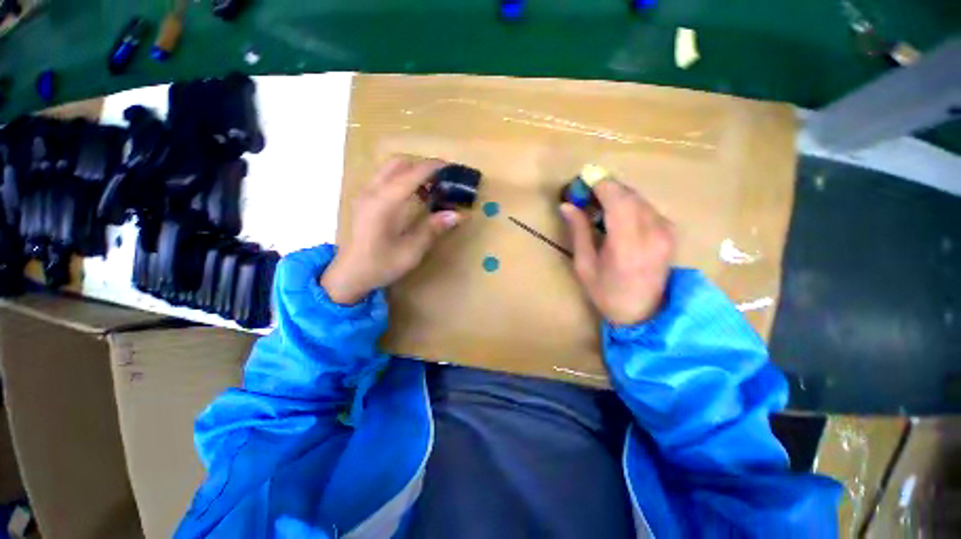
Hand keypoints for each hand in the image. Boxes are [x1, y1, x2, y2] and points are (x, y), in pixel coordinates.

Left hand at [322, 156, 462, 303]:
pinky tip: (413, 198)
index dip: (433, 167)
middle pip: (399, 163)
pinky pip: (385, 178)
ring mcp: (366, 193)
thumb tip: (457, 215)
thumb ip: (432, 229)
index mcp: (384, 202)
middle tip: (442, 181)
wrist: (349, 274)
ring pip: (390, 168)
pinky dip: (402, 179)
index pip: (412, 174)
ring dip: (412, 172)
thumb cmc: (380, 265)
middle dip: (422, 167)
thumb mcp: (411, 251)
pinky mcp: (364, 199)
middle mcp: (373, 191)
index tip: (452, 168)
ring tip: (430, 189)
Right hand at [560, 180, 674, 325]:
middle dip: (606, 187)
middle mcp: (652, 234)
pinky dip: (629, 203)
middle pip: (629, 195)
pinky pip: (647, 206)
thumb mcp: (584, 266)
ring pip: (639, 198)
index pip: (618, 201)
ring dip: (617, 195)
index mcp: (627, 246)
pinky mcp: (670, 231)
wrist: (643, 313)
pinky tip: (616, 214)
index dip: (601, 185)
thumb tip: (566, 205)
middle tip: (585, 192)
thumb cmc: (607, 293)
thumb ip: (578, 232)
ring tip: (597, 204)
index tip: (584, 178)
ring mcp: (666, 231)